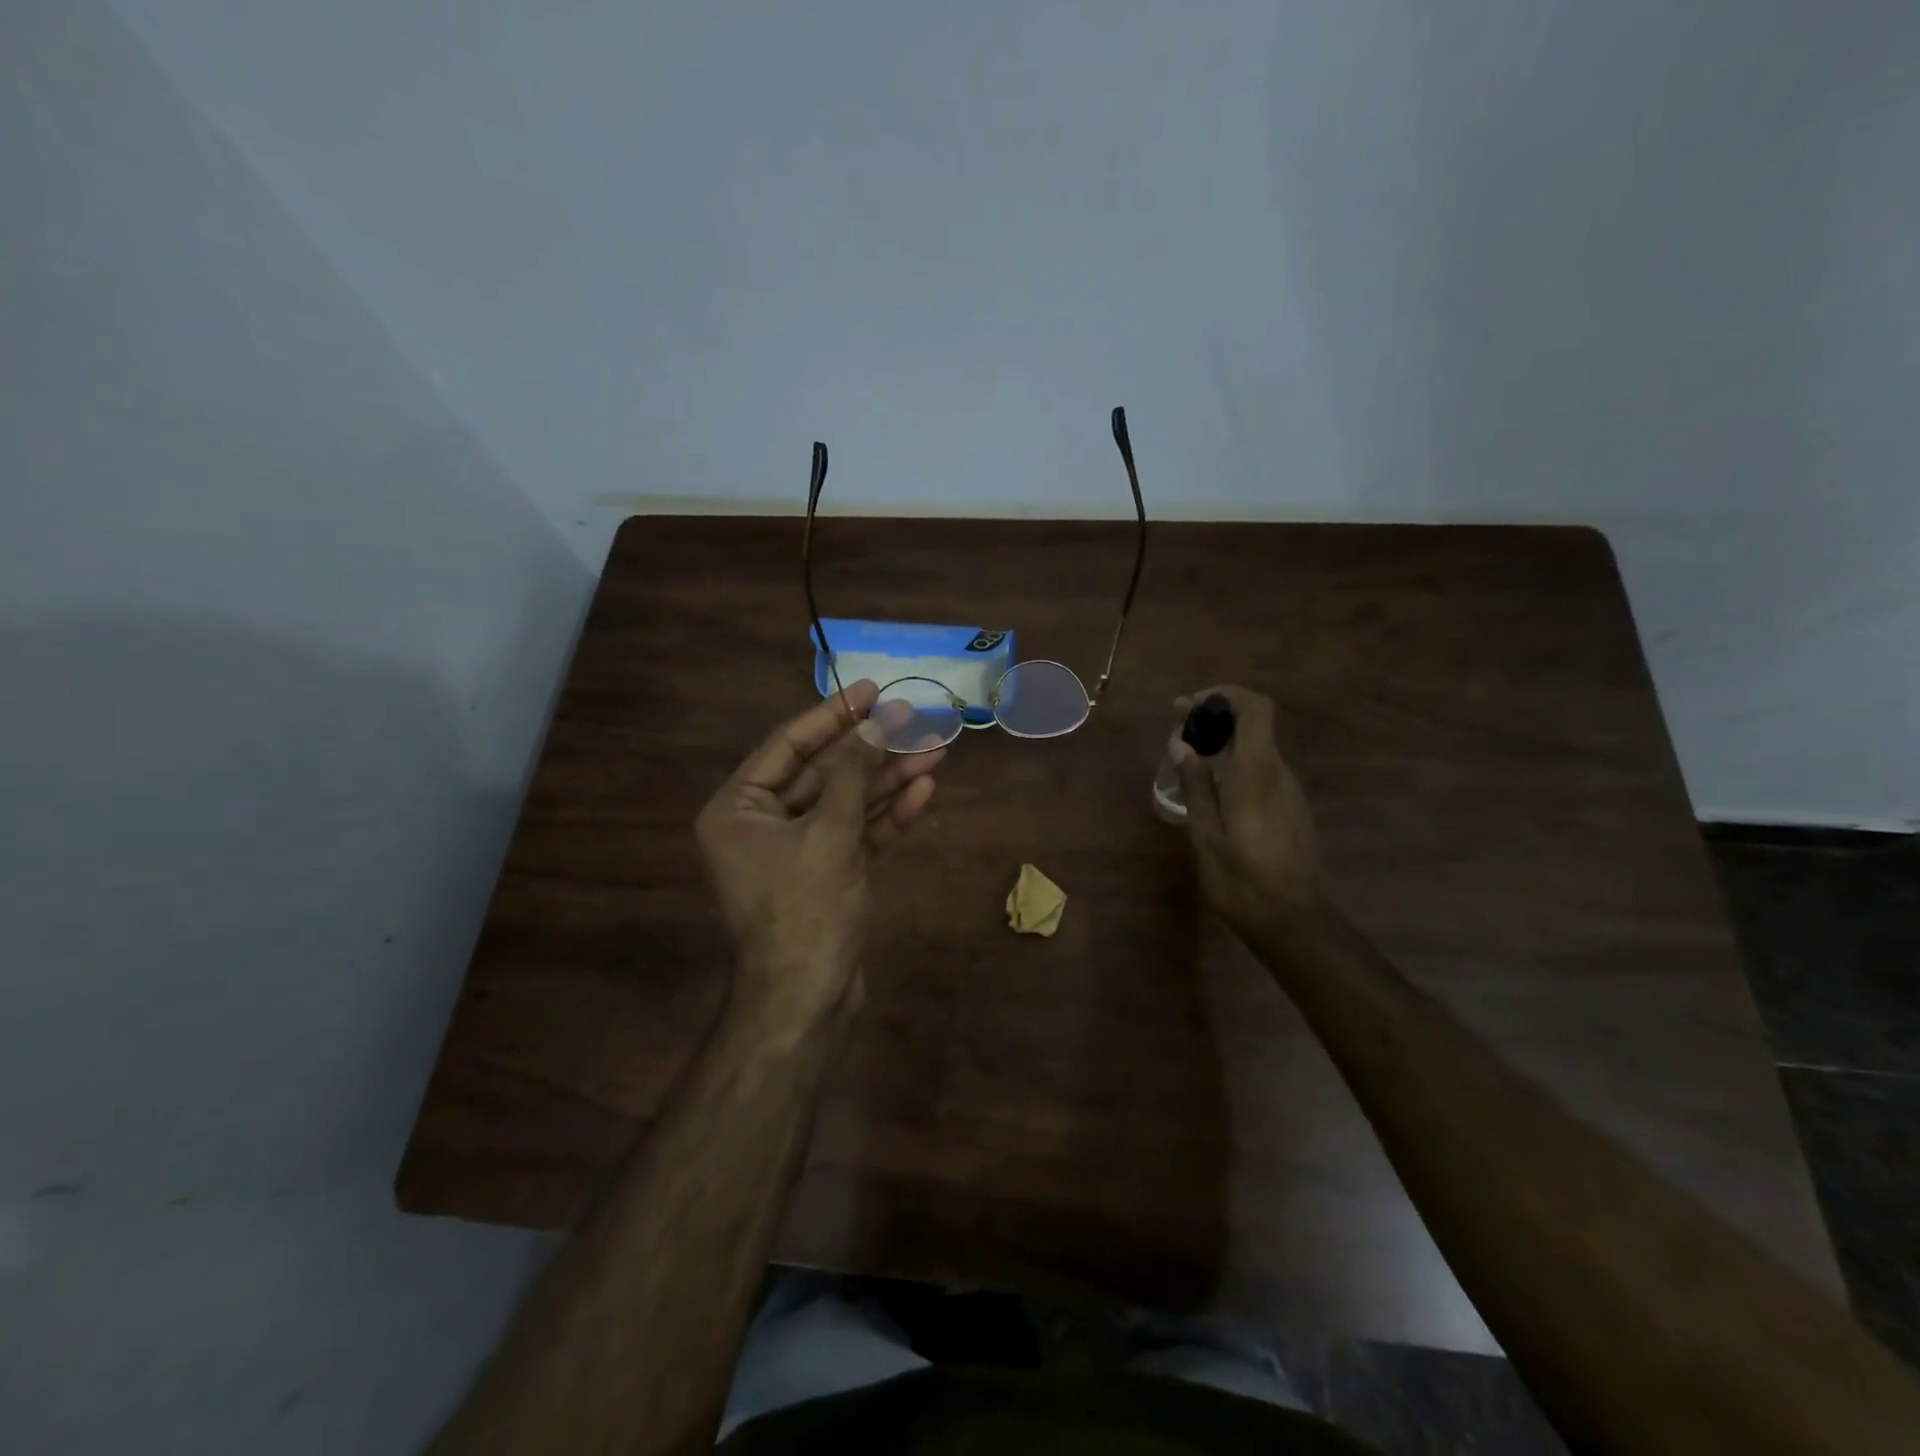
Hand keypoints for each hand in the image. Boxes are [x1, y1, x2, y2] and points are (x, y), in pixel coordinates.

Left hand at [696, 680, 943, 1029]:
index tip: (871, 689)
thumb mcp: (829, 834)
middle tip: (916, 719)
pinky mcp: (829, 873)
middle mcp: (763, 823)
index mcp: (739, 808)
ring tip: (937, 752)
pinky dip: (889, 816)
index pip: (789, 745)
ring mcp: (799, 850)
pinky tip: (924, 792)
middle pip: (824, 772)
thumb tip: (875, 724)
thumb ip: (853, 775)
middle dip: (872, 750)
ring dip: (889, 780)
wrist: (808, 1001)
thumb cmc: (804, 911)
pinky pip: (859, 833)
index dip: (833, 715)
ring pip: (848, 802)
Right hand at [1168, 685, 1322, 938]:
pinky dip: (1237, 764)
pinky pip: (1263, 771)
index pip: (1256, 709)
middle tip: (1178, 730)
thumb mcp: (1206, 834)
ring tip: (1189, 759)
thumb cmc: (1241, 881)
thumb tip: (1180, 743)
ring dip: (1225, 742)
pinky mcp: (1292, 809)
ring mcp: (1290, 792)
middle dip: (1216, 718)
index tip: (1192, 706)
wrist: (1292, 923)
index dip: (1226, 696)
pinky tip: (1214, 788)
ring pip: (1258, 748)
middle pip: (1255, 725)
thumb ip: (1195, 785)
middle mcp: (1279, 774)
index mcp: (1257, 774)